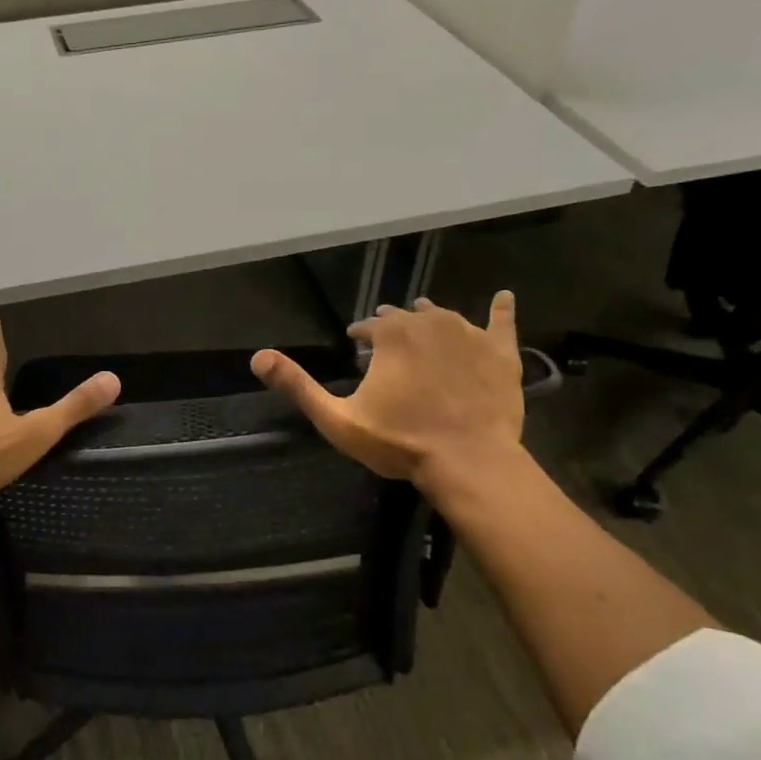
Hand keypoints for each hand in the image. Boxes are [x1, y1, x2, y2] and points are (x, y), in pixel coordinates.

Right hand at [251, 293, 524, 485]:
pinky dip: (501, 310)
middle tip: (388, 344)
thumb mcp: (337, 418)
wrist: (468, 461)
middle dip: (393, 325)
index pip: (368, 325)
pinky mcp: (501, 352)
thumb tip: (257, 356)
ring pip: (445, 316)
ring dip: (430, 320)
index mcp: (391, 333)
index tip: (355, 346)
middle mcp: (429, 322)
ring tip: (425, 327)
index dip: (360, 335)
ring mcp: (470, 334)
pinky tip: (503, 298)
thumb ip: (298, 385)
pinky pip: (502, 321)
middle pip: (406, 316)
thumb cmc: (399, 440)